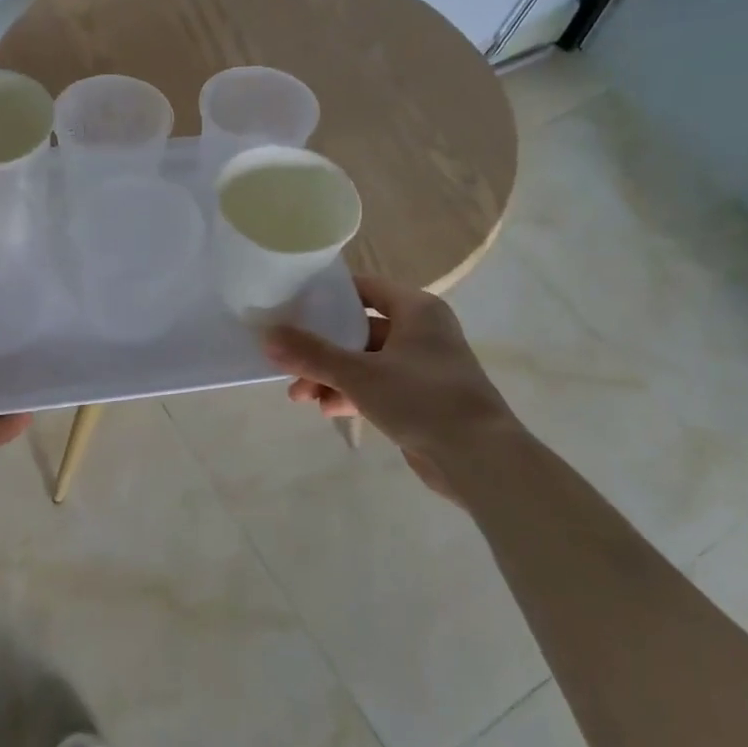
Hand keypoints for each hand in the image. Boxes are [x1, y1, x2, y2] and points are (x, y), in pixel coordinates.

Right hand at [263, 275, 520, 499]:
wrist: (480, 458)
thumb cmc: (422, 398)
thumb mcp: (359, 373)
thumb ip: (311, 354)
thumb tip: (267, 336)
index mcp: (416, 310)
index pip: (365, 288)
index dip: (329, 296)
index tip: (293, 307)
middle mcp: (422, 332)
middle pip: (359, 330)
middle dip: (322, 349)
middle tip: (289, 362)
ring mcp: (422, 367)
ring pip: (365, 362)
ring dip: (332, 376)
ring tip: (301, 397)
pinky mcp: (421, 398)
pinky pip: (377, 387)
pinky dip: (352, 395)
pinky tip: (329, 411)